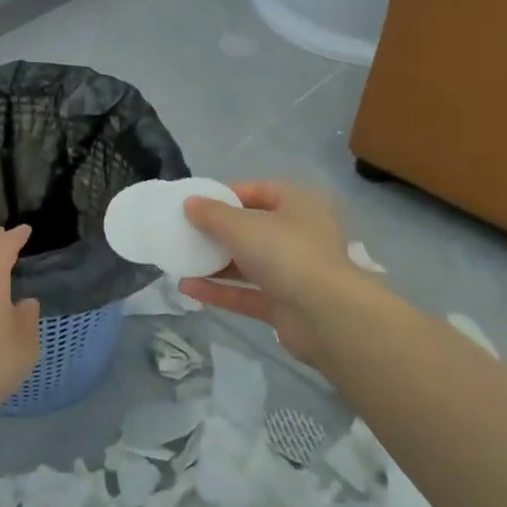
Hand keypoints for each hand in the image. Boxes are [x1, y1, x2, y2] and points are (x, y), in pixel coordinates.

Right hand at [179, 181, 355, 367]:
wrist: (325, 315)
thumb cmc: (285, 253)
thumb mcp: (241, 225)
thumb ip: (212, 213)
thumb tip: (190, 202)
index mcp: (299, 205)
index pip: (260, 191)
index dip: (228, 195)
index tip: (198, 204)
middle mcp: (300, 235)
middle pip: (253, 228)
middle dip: (218, 232)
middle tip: (186, 233)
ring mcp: (294, 272)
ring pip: (249, 263)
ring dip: (215, 263)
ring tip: (181, 261)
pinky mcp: (285, 305)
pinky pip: (247, 293)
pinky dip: (220, 290)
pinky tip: (188, 288)